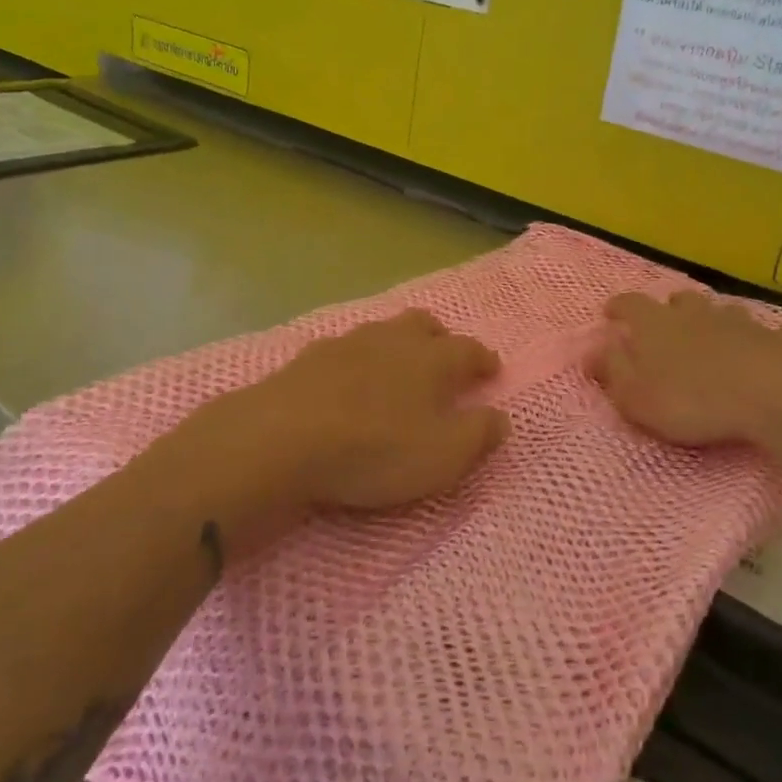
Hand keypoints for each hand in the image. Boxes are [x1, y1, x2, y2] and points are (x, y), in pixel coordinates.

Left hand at [191, 310, 509, 521]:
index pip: (468, 349)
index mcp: (431, 359)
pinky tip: (348, 380)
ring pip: (382, 332)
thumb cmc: (374, 448)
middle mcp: (392, 340)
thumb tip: (500, 417)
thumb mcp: (442, 455)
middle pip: (423, 325)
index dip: (483, 360)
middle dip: (440, 337)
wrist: (281, 438)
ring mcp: (346, 344)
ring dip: (396, 344)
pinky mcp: (308, 358)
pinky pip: (344, 350)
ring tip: (397, 366)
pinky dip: (357, 361)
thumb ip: (478, 434)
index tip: (491, 370)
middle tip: (445, 356)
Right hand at [592, 291, 781, 452]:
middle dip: (668, 310)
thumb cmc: (691, 400)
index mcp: (655, 324)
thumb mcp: (635, 396)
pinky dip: (754, 340)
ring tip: (709, 337)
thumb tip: (591, 350)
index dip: (618, 307)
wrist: (770, 396)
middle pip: (677, 300)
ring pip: (719, 311)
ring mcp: (736, 321)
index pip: (629, 304)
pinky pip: (761, 333)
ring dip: (710, 320)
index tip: (610, 314)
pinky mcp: (772, 338)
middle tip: (664, 326)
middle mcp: (694, 313)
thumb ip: (612, 371)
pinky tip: (758, 351)